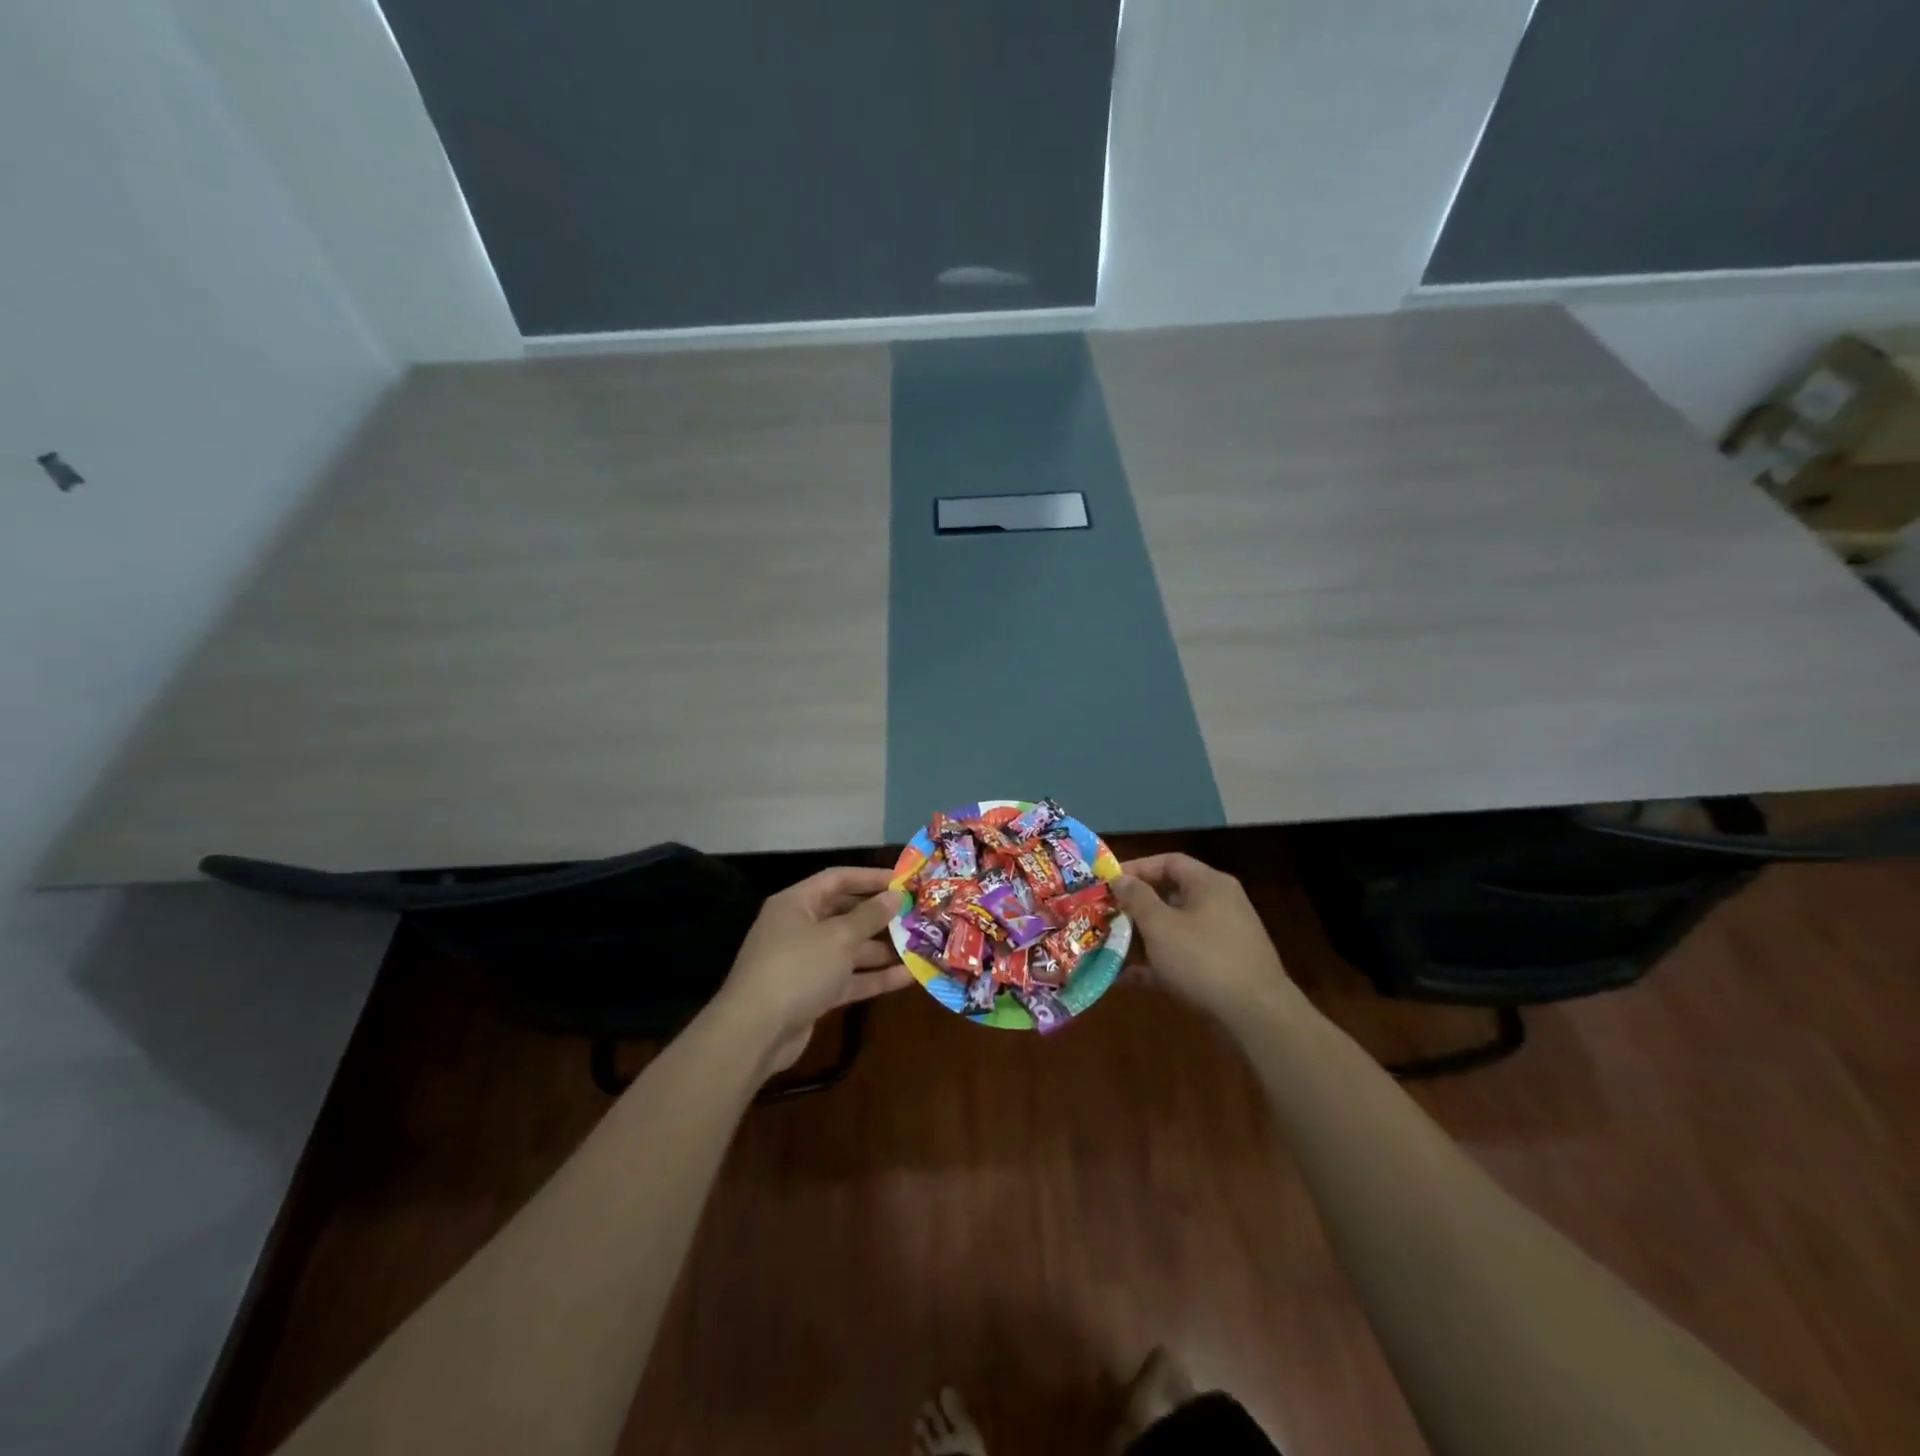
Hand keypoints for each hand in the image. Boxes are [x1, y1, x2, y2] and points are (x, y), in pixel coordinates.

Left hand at [712, 867, 910, 1072]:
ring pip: (850, 948)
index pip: (838, 879)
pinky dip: (875, 977)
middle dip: (880, 915)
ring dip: (882, 948)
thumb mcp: (838, 937)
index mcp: (797, 903)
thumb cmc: (797, 969)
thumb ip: (870, 916)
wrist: (755, 1033)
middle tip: (916, 913)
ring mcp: (806, 962)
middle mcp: (799, 928)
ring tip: (921, 944)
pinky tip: (909, 977)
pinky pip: (849, 978)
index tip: (904, 880)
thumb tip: (895, 895)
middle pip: (845, 913)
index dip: (870, 877)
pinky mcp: (814, 993)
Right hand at [1112, 853, 1293, 1020]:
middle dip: (1135, 906)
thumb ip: (1137, 898)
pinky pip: (1182, 957)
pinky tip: (1126, 978)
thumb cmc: (1203, 959)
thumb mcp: (1160, 925)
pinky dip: (1156, 964)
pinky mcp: (1221, 970)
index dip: (1136, 868)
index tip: (1107, 882)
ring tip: (1108, 945)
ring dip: (1142, 937)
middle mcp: (1219, 905)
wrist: (1256, 1017)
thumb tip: (1121, 879)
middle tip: (1104, 914)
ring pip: (1174, 929)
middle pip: (1170, 895)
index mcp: (1209, 885)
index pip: (1169, 862)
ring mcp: (1222, 939)